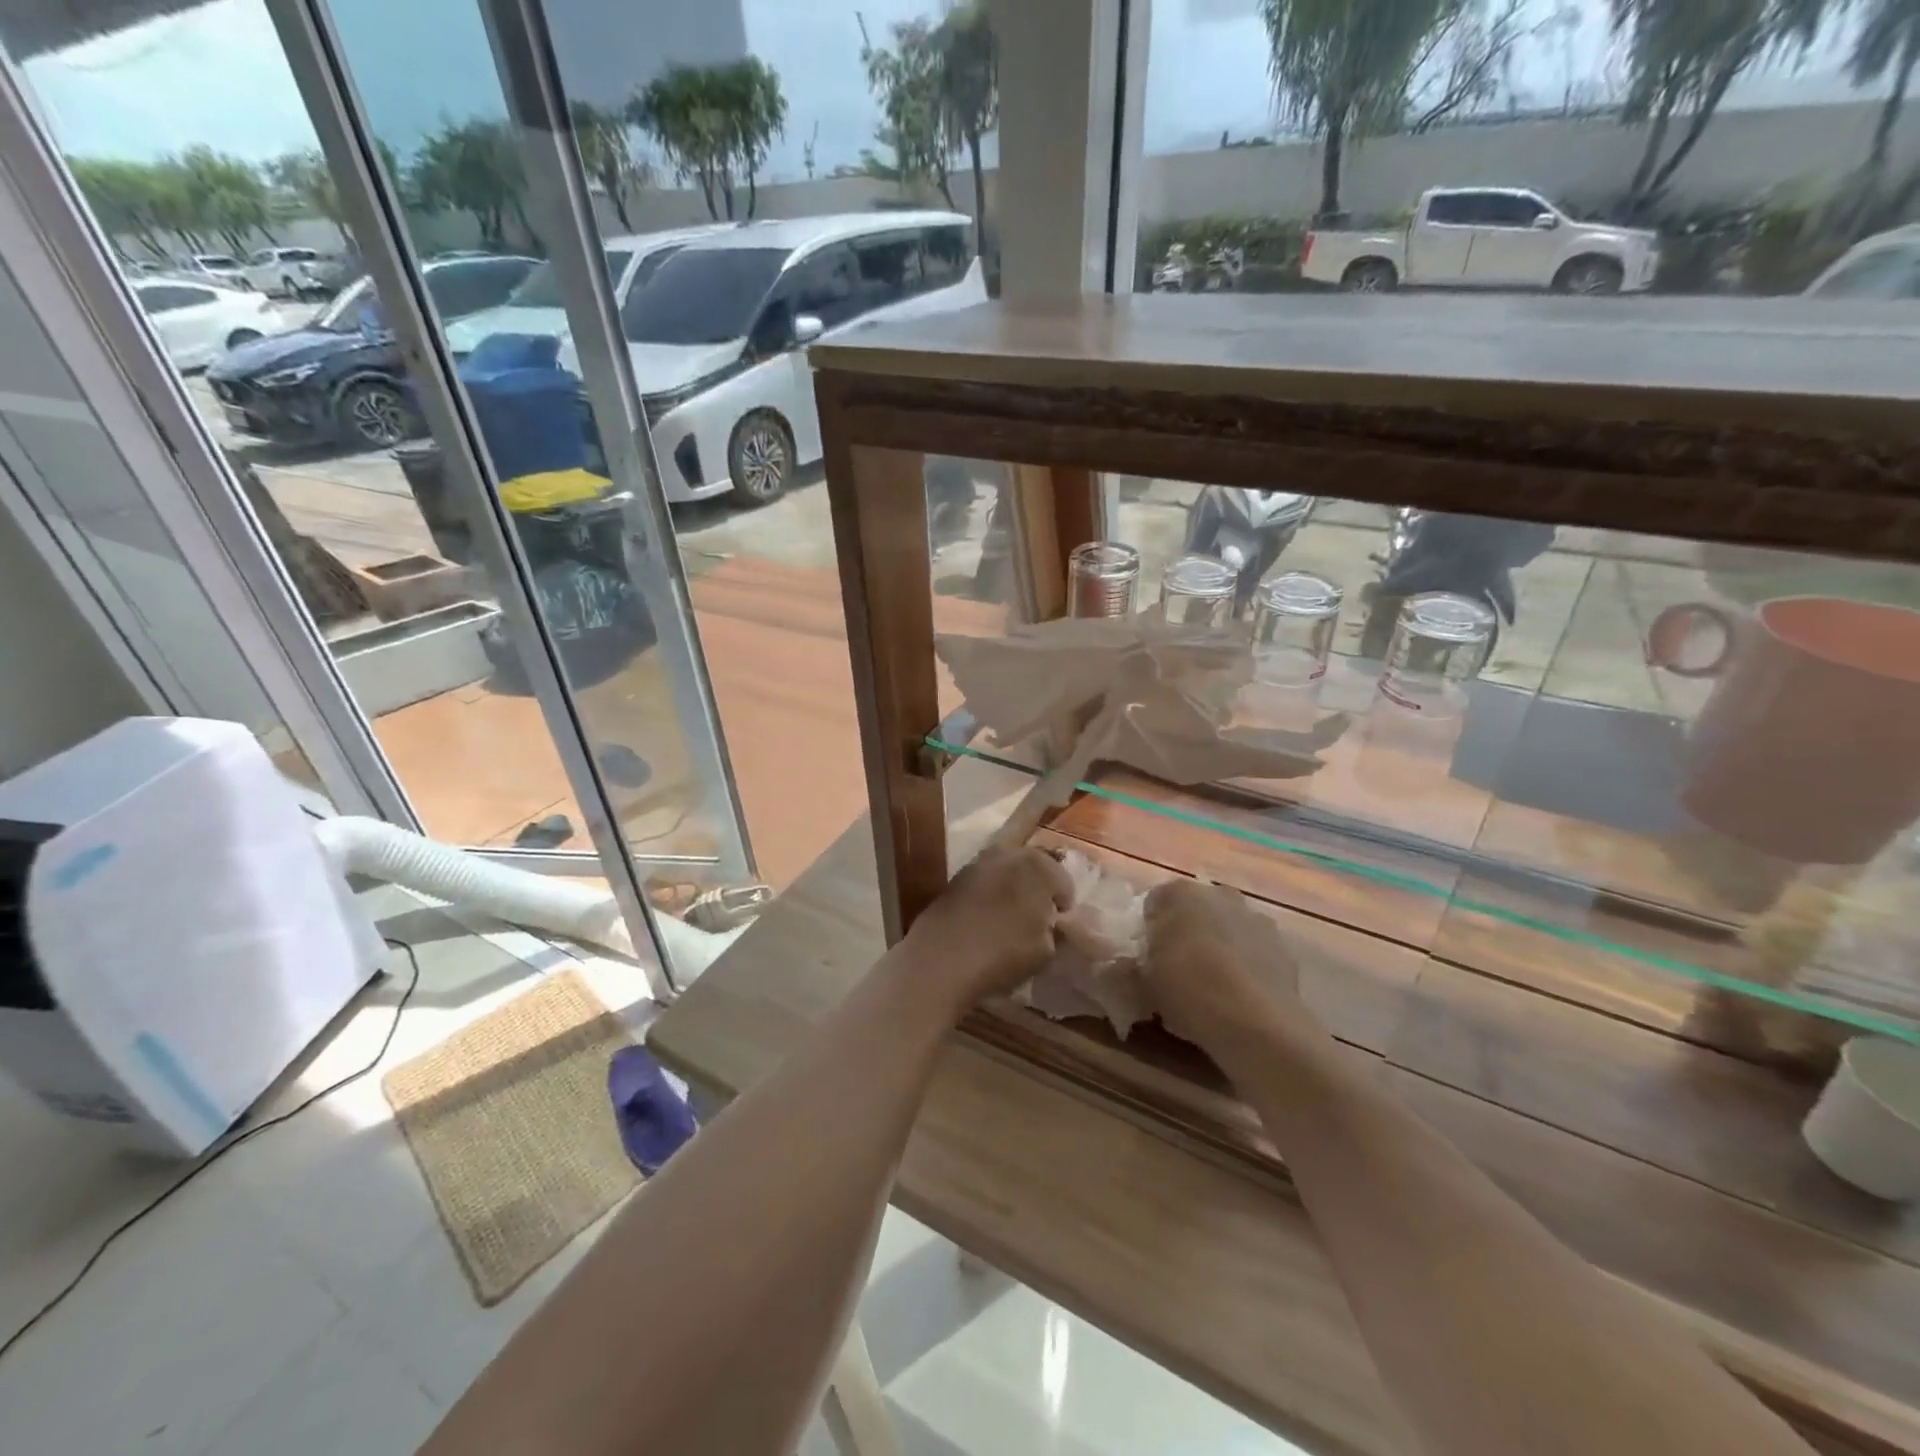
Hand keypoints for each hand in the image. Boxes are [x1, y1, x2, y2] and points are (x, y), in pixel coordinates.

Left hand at [899, 845, 1073, 1013]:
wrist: (941, 958)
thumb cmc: (1004, 952)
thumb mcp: (1045, 951)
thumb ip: (1055, 931)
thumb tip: (1050, 923)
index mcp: (1039, 866)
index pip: (1064, 882)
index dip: (1064, 905)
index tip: (1058, 925)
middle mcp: (1010, 854)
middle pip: (1035, 867)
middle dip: (1040, 888)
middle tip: (1038, 918)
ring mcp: (979, 861)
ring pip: (1007, 871)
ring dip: (1014, 887)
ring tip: (1011, 918)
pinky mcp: (957, 876)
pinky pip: (985, 881)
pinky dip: (991, 894)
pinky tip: (988, 918)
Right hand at [1141, 880, 1314, 1063]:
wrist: (1257, 1025)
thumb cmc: (1189, 992)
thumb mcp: (1145, 982)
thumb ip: (1139, 963)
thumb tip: (1138, 963)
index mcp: (1179, 894)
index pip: (1154, 903)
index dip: (1149, 930)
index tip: (1148, 957)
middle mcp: (1219, 894)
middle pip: (1195, 909)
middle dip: (1187, 931)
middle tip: (1177, 968)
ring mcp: (1255, 917)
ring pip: (1227, 926)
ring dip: (1219, 944)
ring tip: (1212, 985)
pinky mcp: (1283, 946)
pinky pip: (1253, 949)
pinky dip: (1246, 963)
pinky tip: (1239, 995)